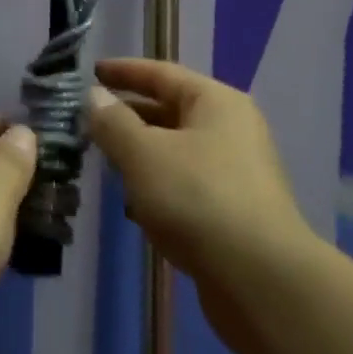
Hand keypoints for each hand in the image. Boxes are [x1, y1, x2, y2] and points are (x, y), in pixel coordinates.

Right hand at [85, 59, 309, 353]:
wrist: (262, 282)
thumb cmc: (198, 199)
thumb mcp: (143, 154)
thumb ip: (113, 122)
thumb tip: (95, 96)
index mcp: (215, 101)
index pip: (162, 73)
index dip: (124, 71)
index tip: (92, 72)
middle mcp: (231, 129)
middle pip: (171, 111)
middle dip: (129, 116)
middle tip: (90, 122)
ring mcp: (237, 173)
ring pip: (177, 151)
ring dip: (142, 155)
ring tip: (106, 163)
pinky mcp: (235, 213)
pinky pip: (187, 185)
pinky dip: (160, 188)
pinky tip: (135, 207)